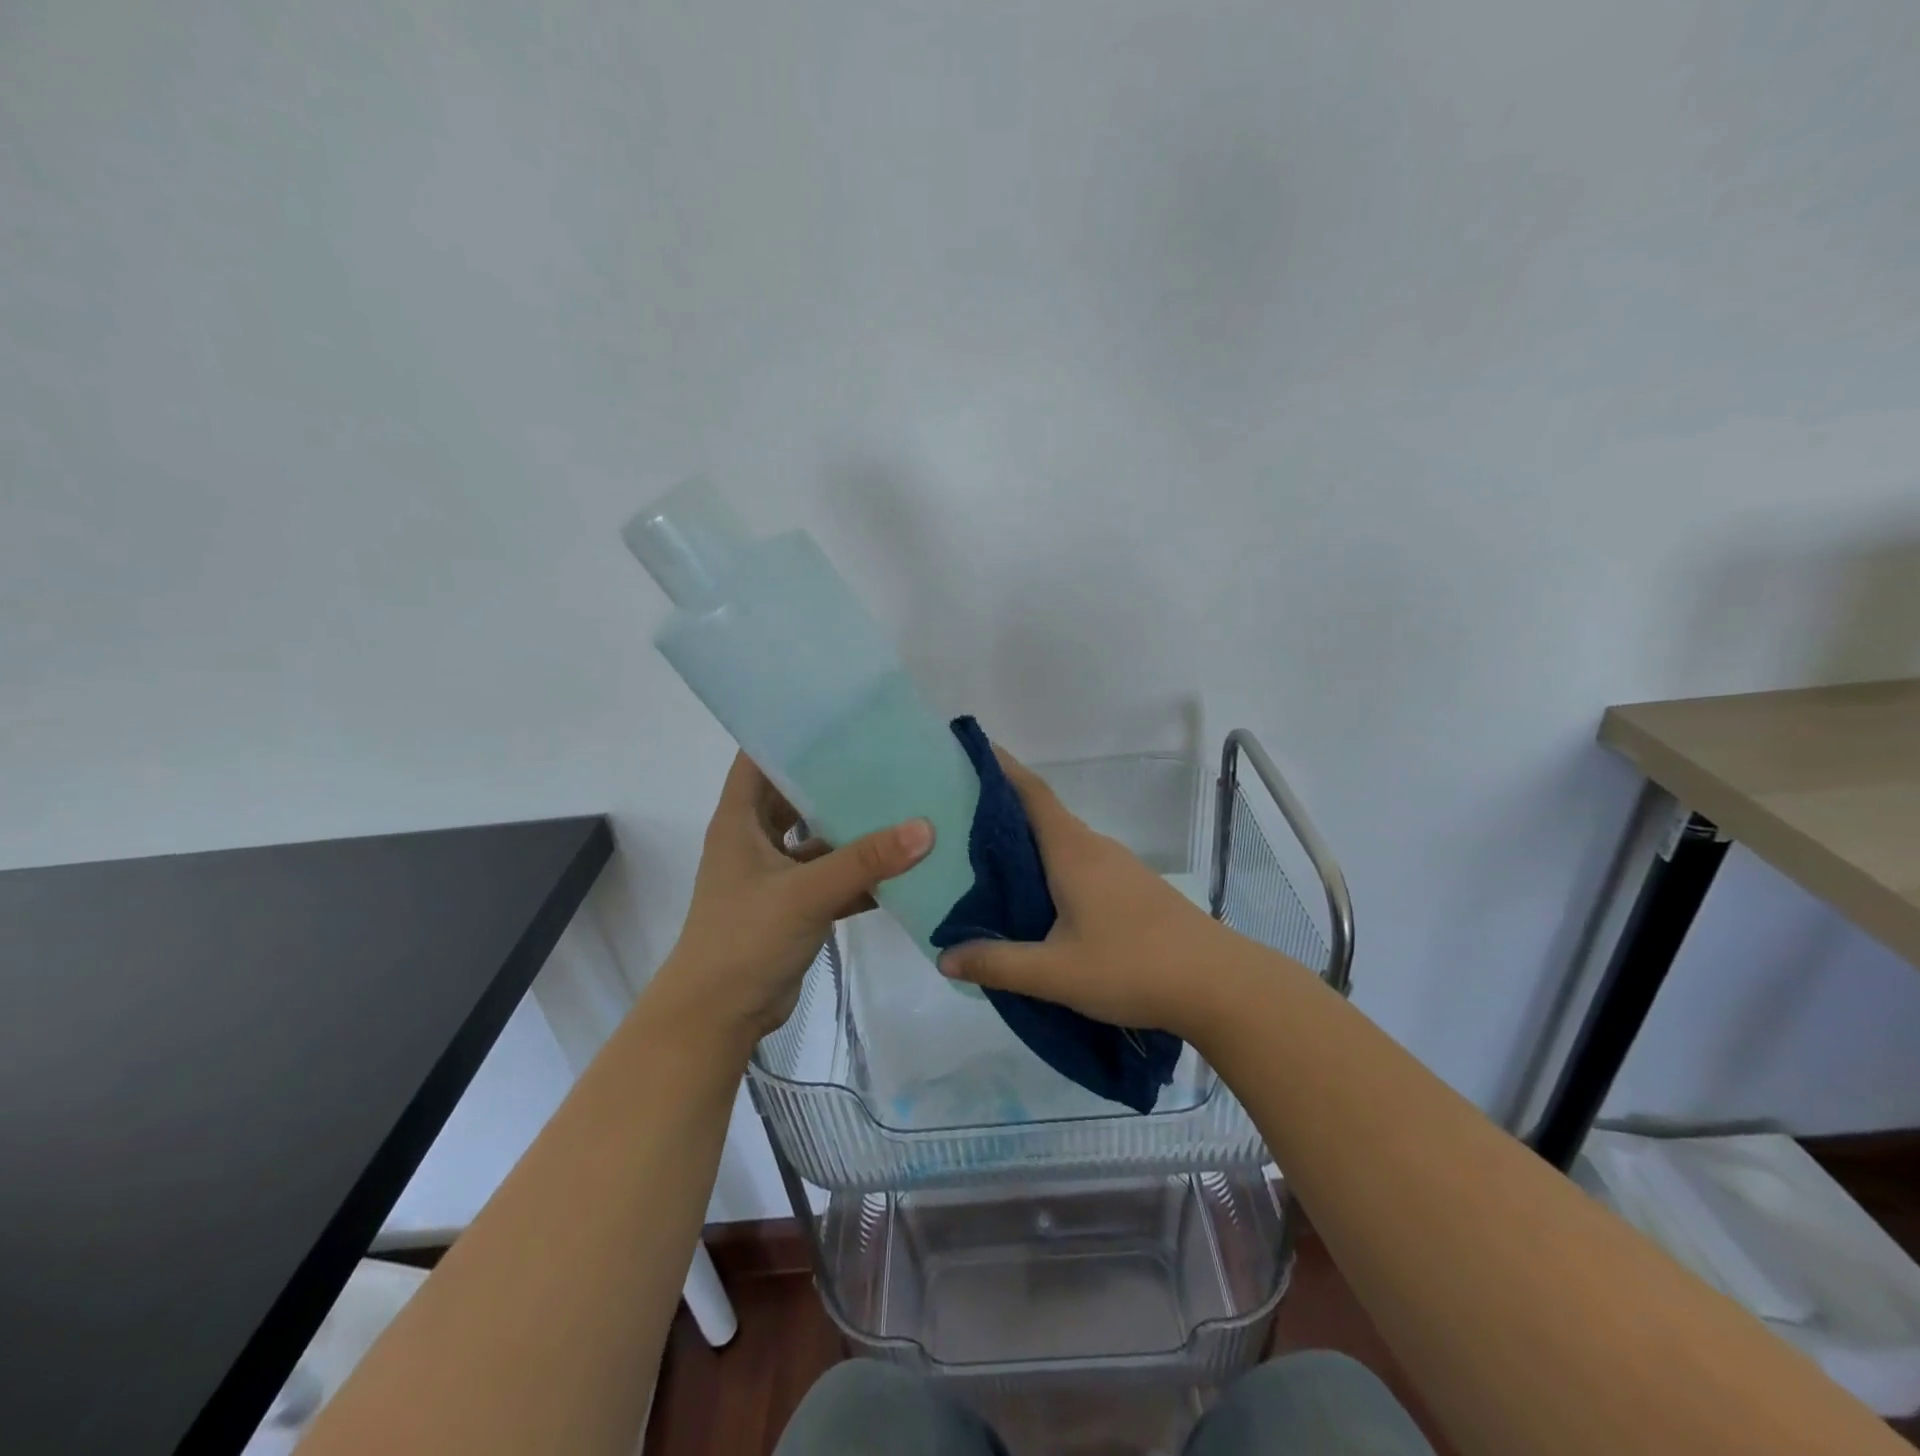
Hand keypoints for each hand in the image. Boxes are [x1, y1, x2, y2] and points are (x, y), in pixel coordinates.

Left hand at [651, 753, 932, 1049]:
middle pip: (798, 794)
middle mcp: (757, 839)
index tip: (841, 717)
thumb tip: (925, 827)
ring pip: (821, 838)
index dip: (792, 734)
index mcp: (740, 820)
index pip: (760, 758)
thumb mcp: (805, 892)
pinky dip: (862, 873)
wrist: (719, 1017)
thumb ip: (865, 860)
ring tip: (905, 802)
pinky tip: (904, 864)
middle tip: (888, 756)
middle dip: (837, 779)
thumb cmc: (744, 939)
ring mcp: (778, 874)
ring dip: (855, 828)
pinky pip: (834, 877)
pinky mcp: (797, 905)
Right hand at [936, 749, 1253, 1040]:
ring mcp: (1120, 868)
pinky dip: (1051, 868)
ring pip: (1063, 843)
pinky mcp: (1134, 890)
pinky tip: (1038, 901)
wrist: (1219, 985)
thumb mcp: (1055, 973)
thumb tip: (945, 956)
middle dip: (1003, 809)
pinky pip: (1080, 865)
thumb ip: (998, 964)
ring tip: (988, 862)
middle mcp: (1095, 848)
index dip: (1001, 768)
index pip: (1032, 793)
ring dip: (1028, 843)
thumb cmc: (1132, 966)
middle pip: (1044, 815)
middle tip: (958, 818)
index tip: (970, 753)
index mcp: (1073, 852)